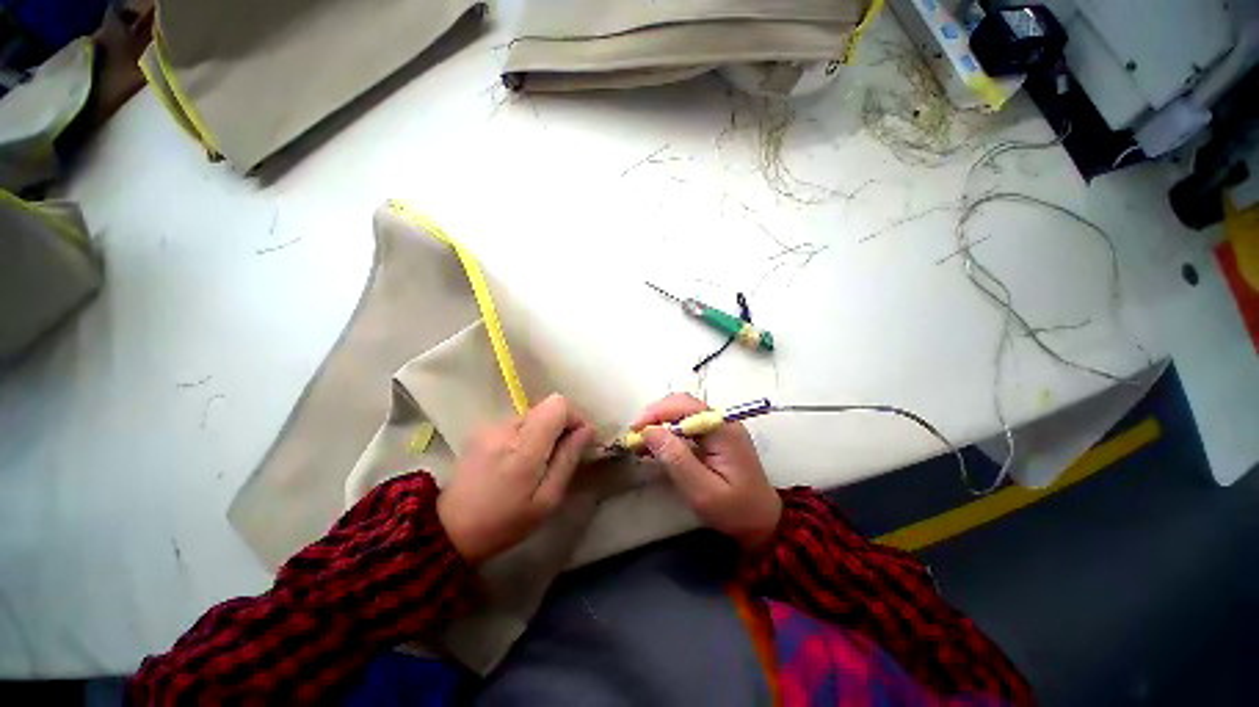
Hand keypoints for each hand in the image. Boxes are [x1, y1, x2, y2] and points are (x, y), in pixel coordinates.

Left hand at [438, 394, 595, 563]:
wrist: (450, 529)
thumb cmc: (505, 522)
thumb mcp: (547, 499)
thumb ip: (568, 459)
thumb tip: (587, 430)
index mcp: (523, 448)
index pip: (558, 405)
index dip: (575, 416)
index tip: (579, 439)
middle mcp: (505, 428)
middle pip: (547, 407)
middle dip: (561, 425)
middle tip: (561, 454)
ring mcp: (490, 426)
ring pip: (533, 414)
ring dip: (544, 430)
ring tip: (539, 460)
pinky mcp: (482, 429)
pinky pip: (517, 422)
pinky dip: (528, 434)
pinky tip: (519, 459)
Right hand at [632, 393, 780, 549]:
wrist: (763, 522)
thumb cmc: (735, 510)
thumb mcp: (703, 491)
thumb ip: (676, 459)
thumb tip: (649, 431)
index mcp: (723, 429)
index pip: (685, 405)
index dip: (657, 412)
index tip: (635, 429)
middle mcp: (721, 421)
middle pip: (682, 403)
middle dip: (656, 415)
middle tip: (635, 435)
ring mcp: (719, 427)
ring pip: (682, 412)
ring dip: (660, 422)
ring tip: (641, 442)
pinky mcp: (714, 437)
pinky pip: (687, 425)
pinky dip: (668, 431)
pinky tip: (655, 446)